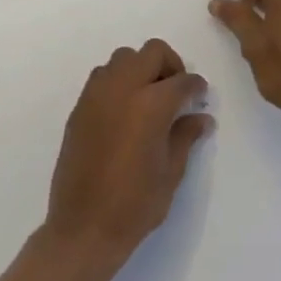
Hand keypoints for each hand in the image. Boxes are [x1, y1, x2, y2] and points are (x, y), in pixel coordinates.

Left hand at [44, 39, 211, 271]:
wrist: (83, 227)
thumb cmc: (135, 204)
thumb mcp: (171, 172)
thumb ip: (185, 136)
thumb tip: (201, 117)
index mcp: (151, 105)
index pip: (182, 81)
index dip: (196, 87)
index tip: (200, 97)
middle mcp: (122, 89)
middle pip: (151, 52)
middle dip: (170, 65)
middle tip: (177, 92)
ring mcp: (96, 95)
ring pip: (123, 58)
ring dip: (141, 69)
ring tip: (149, 99)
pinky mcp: (79, 108)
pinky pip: (102, 77)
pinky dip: (119, 81)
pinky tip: (126, 111)